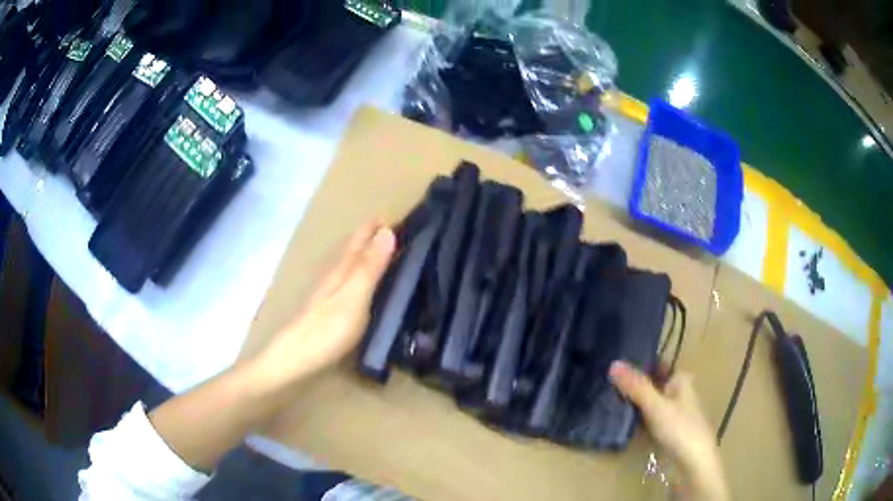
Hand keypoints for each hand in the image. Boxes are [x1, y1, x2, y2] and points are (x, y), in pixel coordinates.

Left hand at [255, 222, 395, 388]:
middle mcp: (336, 275)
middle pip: (357, 248)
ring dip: (372, 254)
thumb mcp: (354, 296)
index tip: (406, 217)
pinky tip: (372, 285)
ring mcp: (332, 293)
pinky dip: (366, 275)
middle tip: (405, 233)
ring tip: (394, 253)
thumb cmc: (327, 330)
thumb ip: (370, 266)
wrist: (295, 360)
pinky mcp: (331, 310)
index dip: (379, 225)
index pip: (362, 237)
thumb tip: (387, 231)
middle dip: (377, 236)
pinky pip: (353, 283)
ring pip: (354, 265)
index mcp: (342, 268)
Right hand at [609, 361, 728, 500]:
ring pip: (649, 403)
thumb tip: (612, 363)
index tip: (612, 367)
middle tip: (604, 385)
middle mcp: (679, 392)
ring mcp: (674, 413)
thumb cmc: (680, 428)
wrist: (694, 462)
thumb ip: (636, 386)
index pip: (656, 365)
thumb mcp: (656, 406)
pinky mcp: (668, 430)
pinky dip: (636, 420)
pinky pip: (648, 420)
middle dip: (632, 387)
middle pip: (651, 385)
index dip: (637, 364)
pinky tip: (620, 423)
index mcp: (681, 379)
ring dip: (632, 405)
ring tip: (606, 402)